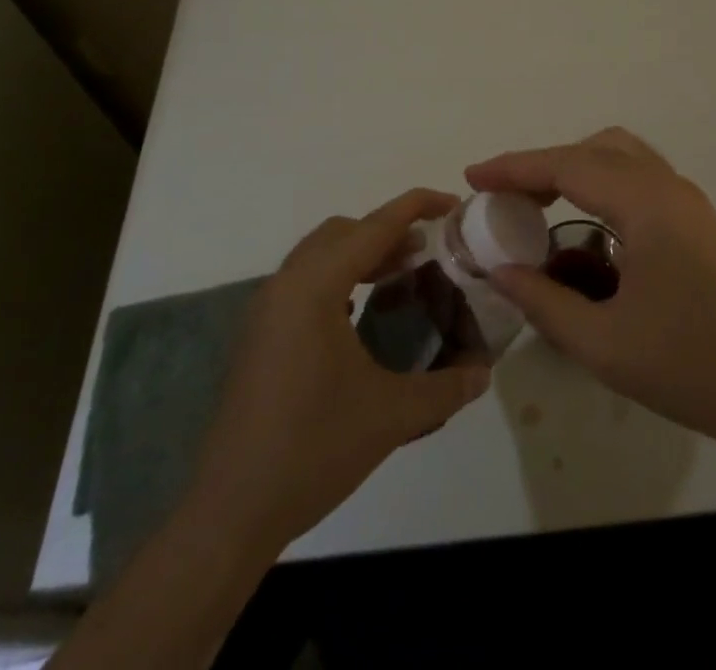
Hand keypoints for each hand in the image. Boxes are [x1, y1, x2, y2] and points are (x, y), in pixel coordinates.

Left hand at [183, 189, 491, 548]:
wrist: (231, 512)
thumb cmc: (313, 450)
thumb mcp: (391, 416)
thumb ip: (445, 388)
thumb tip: (484, 373)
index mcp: (315, 287)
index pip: (374, 226)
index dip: (416, 207)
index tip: (452, 204)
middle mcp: (286, 284)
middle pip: (344, 231)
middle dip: (389, 230)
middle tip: (429, 249)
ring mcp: (266, 309)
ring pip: (320, 253)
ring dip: (361, 253)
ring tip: (402, 274)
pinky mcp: (258, 334)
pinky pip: (303, 280)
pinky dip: (338, 277)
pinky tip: (359, 311)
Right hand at [466, 128, 715, 460]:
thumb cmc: (689, 367)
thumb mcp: (602, 344)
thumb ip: (543, 301)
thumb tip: (500, 270)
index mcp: (646, 204)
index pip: (567, 165)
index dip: (515, 168)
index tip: (472, 177)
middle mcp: (668, 186)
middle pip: (594, 148)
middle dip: (544, 165)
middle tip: (505, 197)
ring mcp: (688, 200)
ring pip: (621, 155)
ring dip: (576, 168)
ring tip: (539, 204)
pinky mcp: (698, 218)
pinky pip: (639, 177)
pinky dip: (602, 182)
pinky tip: (586, 224)